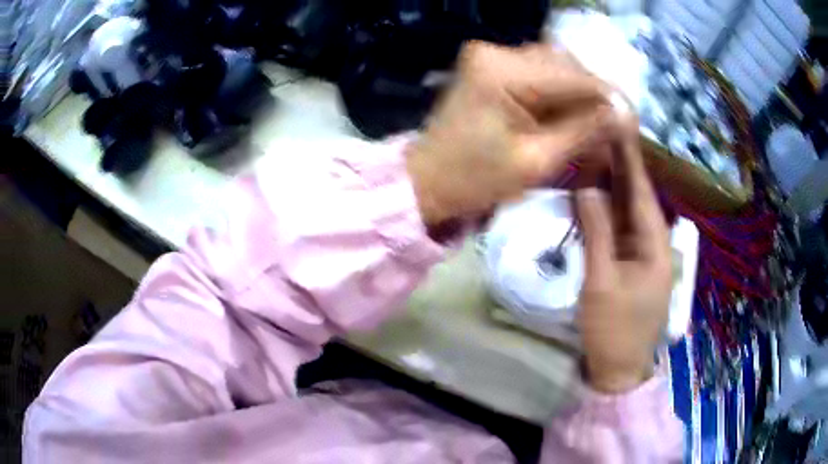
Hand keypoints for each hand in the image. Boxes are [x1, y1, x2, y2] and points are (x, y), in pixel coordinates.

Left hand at [406, 41, 612, 226]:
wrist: (427, 180)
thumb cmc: (475, 180)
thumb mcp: (537, 162)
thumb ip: (583, 133)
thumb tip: (624, 115)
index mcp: (504, 73)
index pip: (574, 76)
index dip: (609, 98)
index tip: (632, 121)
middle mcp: (496, 53)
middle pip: (565, 65)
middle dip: (594, 95)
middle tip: (615, 124)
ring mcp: (490, 57)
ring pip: (554, 65)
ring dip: (578, 92)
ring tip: (596, 122)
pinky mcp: (490, 67)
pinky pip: (537, 71)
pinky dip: (558, 92)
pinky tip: (571, 114)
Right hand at [575, 123, 671, 393]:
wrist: (619, 369)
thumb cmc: (614, 327)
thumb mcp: (602, 280)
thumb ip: (596, 232)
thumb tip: (586, 188)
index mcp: (656, 243)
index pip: (641, 192)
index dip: (630, 160)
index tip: (618, 129)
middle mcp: (654, 243)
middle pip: (636, 198)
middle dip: (620, 168)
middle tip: (600, 135)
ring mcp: (642, 256)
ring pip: (627, 214)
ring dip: (612, 188)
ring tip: (595, 155)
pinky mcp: (630, 266)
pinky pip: (619, 231)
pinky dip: (606, 213)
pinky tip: (594, 196)